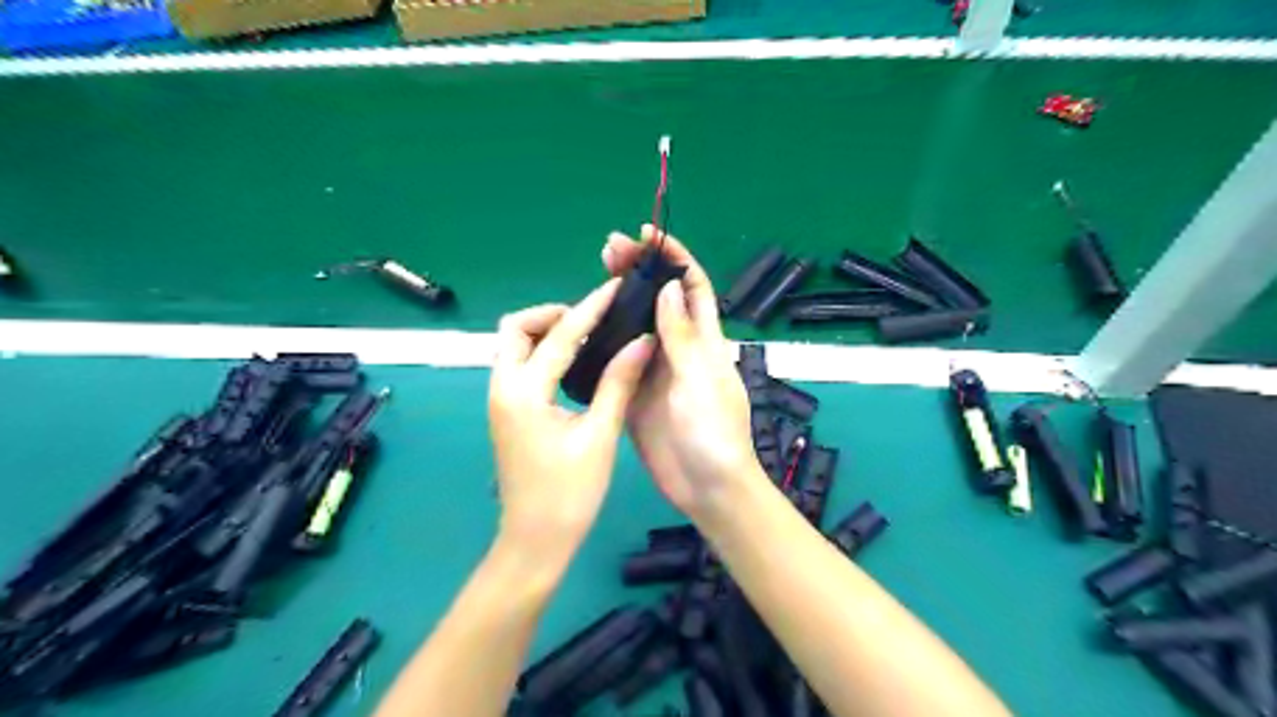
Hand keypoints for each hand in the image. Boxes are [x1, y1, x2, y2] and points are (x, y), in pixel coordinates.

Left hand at [489, 282, 657, 555]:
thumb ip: (617, 383)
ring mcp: (500, 400)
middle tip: (591, 320)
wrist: (535, 541)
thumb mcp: (599, 436)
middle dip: (551, 314)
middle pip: (515, 328)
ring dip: (545, 332)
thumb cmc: (569, 494)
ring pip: (513, 345)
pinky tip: (574, 363)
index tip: (614, 288)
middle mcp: (503, 387)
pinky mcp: (506, 412)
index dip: (591, 307)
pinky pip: (519, 365)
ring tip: (587, 337)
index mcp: (524, 391)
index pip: (560, 334)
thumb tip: (642, 342)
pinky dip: (542, 353)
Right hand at [603, 226, 767, 523]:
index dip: (675, 257)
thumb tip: (668, 287)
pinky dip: (605, 337)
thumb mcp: (699, 380)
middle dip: (640, 270)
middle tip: (609, 249)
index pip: (692, 286)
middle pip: (660, 299)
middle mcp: (680, 348)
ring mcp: (656, 370)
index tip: (648, 235)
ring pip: (637, 325)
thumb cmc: (713, 433)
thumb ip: (682, 336)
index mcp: (705, 341)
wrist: (705, 488)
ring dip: (620, 299)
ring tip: (595, 275)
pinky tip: (584, 326)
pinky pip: (620, 357)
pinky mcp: (636, 392)